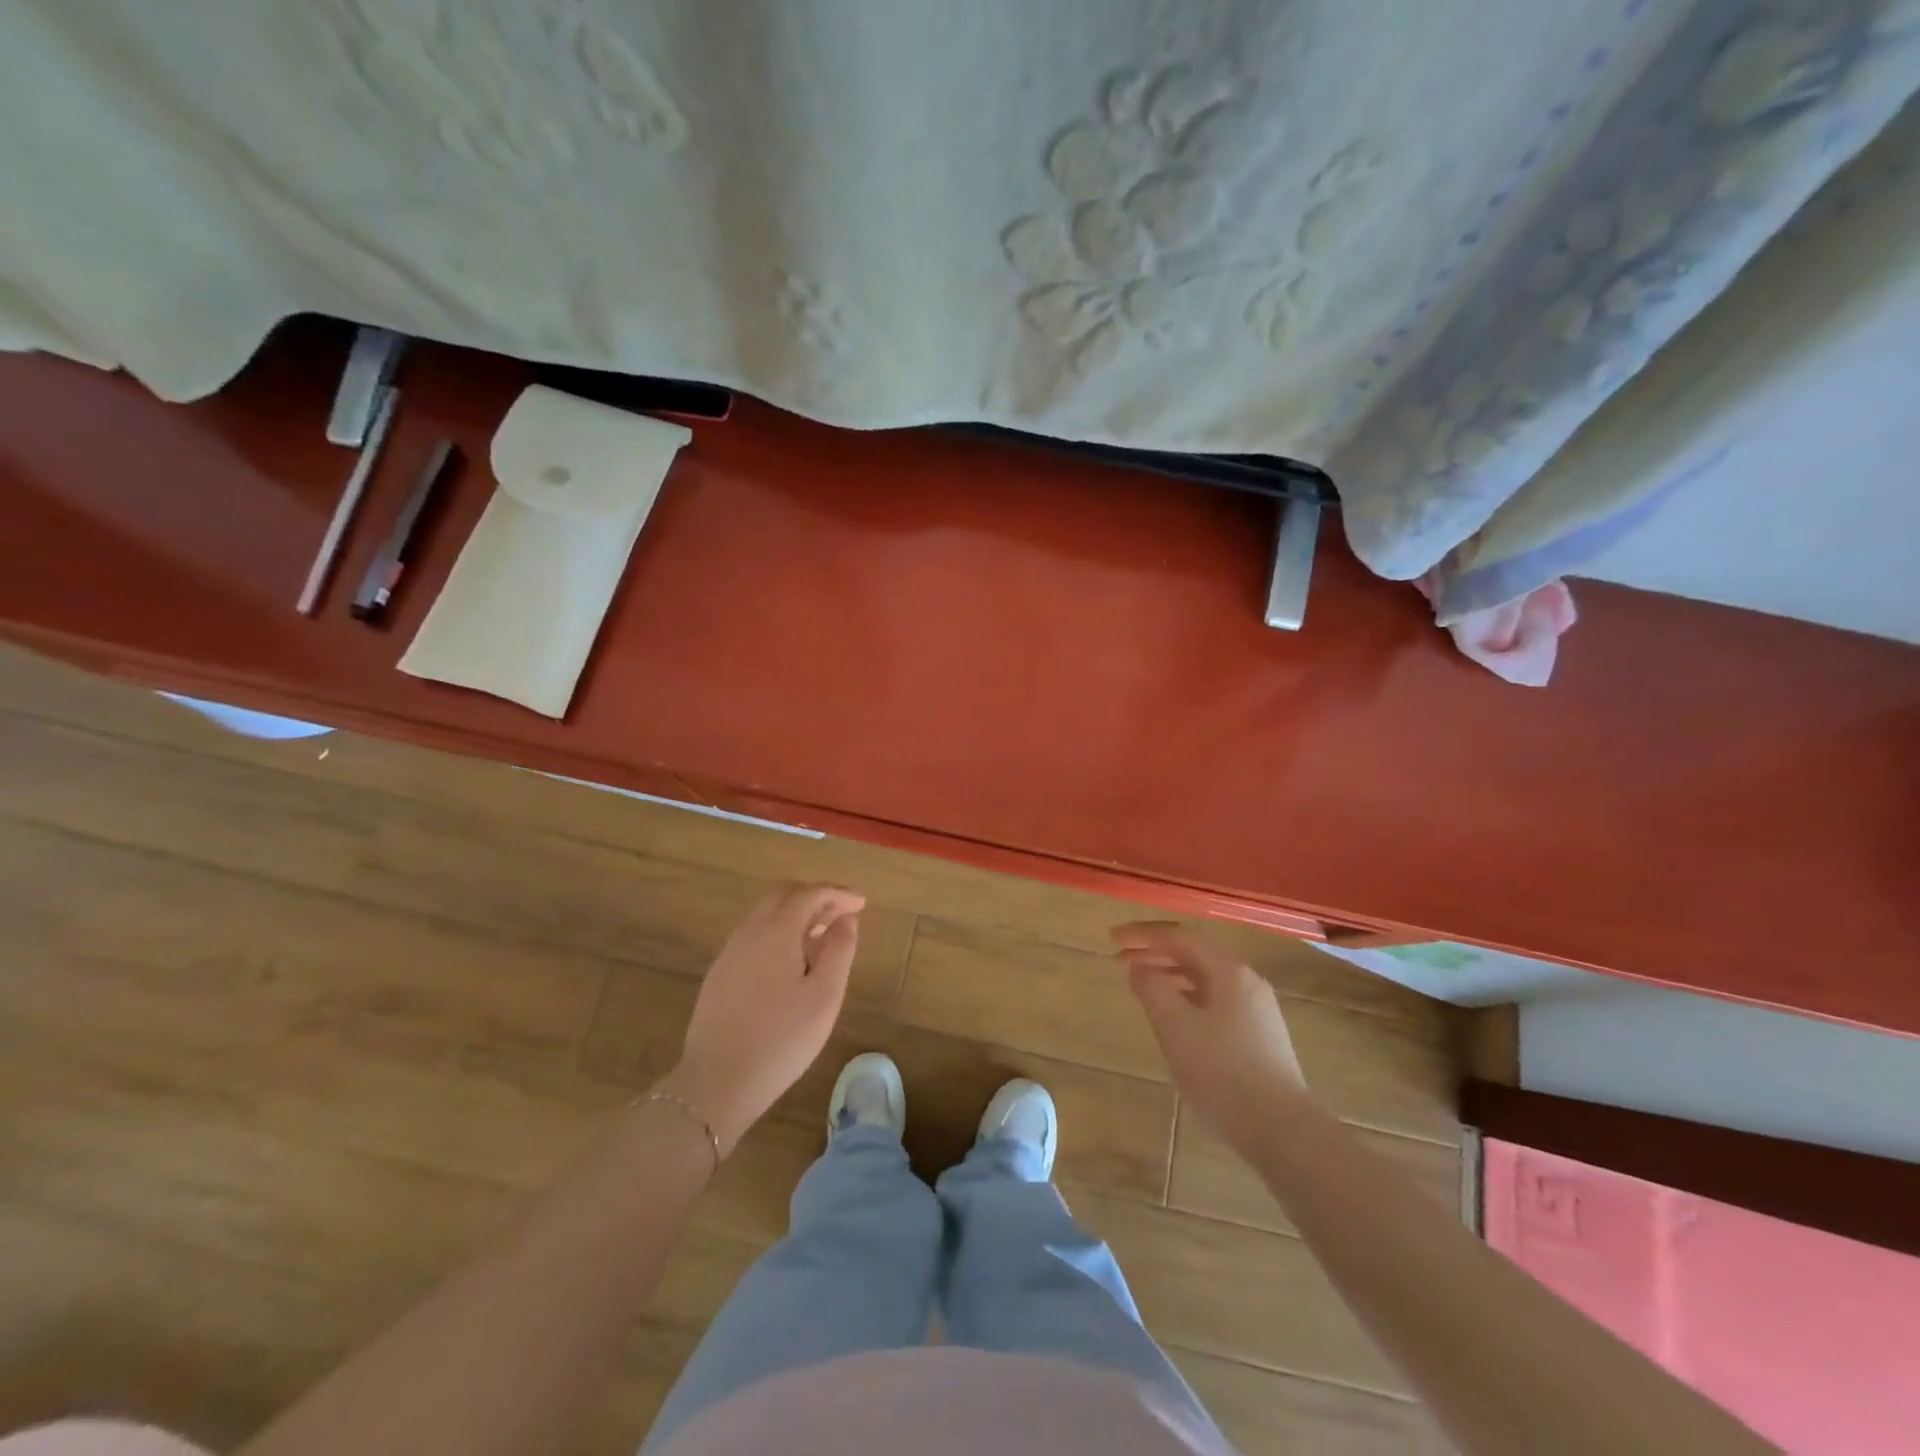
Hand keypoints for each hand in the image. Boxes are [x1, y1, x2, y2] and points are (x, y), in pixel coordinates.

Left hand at [661, 883, 863, 1154]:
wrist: (716, 1082)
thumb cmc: (782, 1039)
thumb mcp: (824, 995)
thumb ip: (839, 950)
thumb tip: (846, 919)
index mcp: (776, 931)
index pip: (810, 894)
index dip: (838, 893)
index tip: (862, 904)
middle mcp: (749, 932)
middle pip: (783, 896)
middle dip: (815, 897)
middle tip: (842, 913)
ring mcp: (729, 953)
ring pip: (765, 915)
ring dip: (796, 914)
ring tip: (822, 935)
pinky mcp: (719, 975)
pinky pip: (754, 936)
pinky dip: (779, 932)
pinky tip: (792, 960)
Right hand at [1113, 922, 1308, 1155]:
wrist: (1282, 1130)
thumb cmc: (1222, 1072)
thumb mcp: (1175, 1026)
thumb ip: (1151, 988)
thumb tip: (1140, 967)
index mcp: (1228, 971)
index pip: (1179, 937)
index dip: (1142, 934)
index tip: (1112, 939)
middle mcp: (1246, 981)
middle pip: (1194, 954)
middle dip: (1154, 952)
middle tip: (1119, 959)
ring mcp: (1257, 1009)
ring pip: (1205, 978)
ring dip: (1169, 974)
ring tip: (1142, 985)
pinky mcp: (1260, 1035)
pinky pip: (1215, 1000)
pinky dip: (1187, 996)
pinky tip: (1174, 1017)